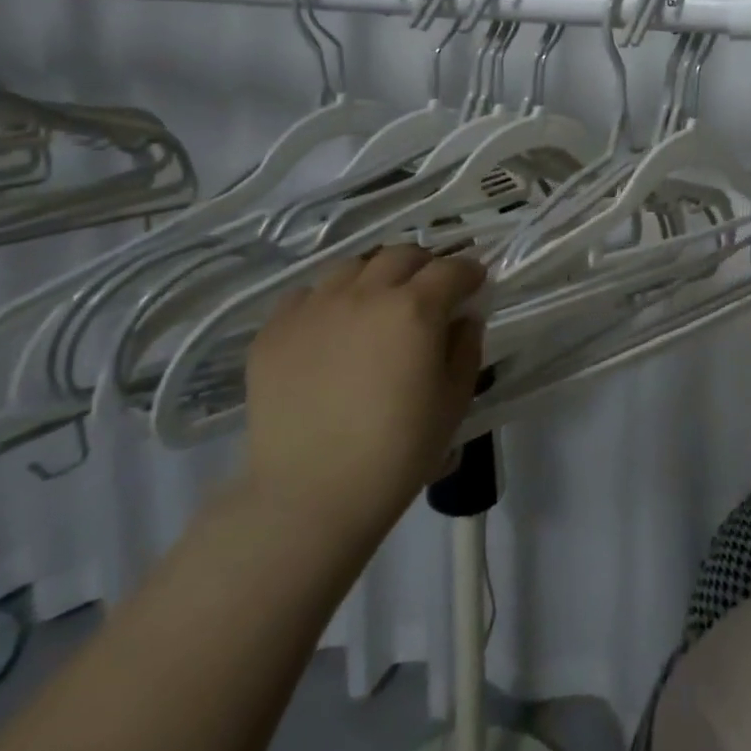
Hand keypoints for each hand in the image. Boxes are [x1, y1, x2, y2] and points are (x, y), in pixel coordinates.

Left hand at [242, 244, 485, 540]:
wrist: (310, 496)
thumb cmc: (397, 453)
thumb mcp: (453, 402)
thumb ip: (466, 349)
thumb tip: (464, 318)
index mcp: (414, 310)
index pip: (451, 270)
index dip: (469, 271)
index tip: (475, 283)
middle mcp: (364, 294)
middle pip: (401, 255)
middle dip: (424, 265)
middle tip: (430, 291)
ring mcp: (314, 307)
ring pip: (352, 266)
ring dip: (376, 276)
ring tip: (378, 303)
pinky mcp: (274, 329)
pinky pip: (307, 294)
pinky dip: (328, 299)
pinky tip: (332, 328)